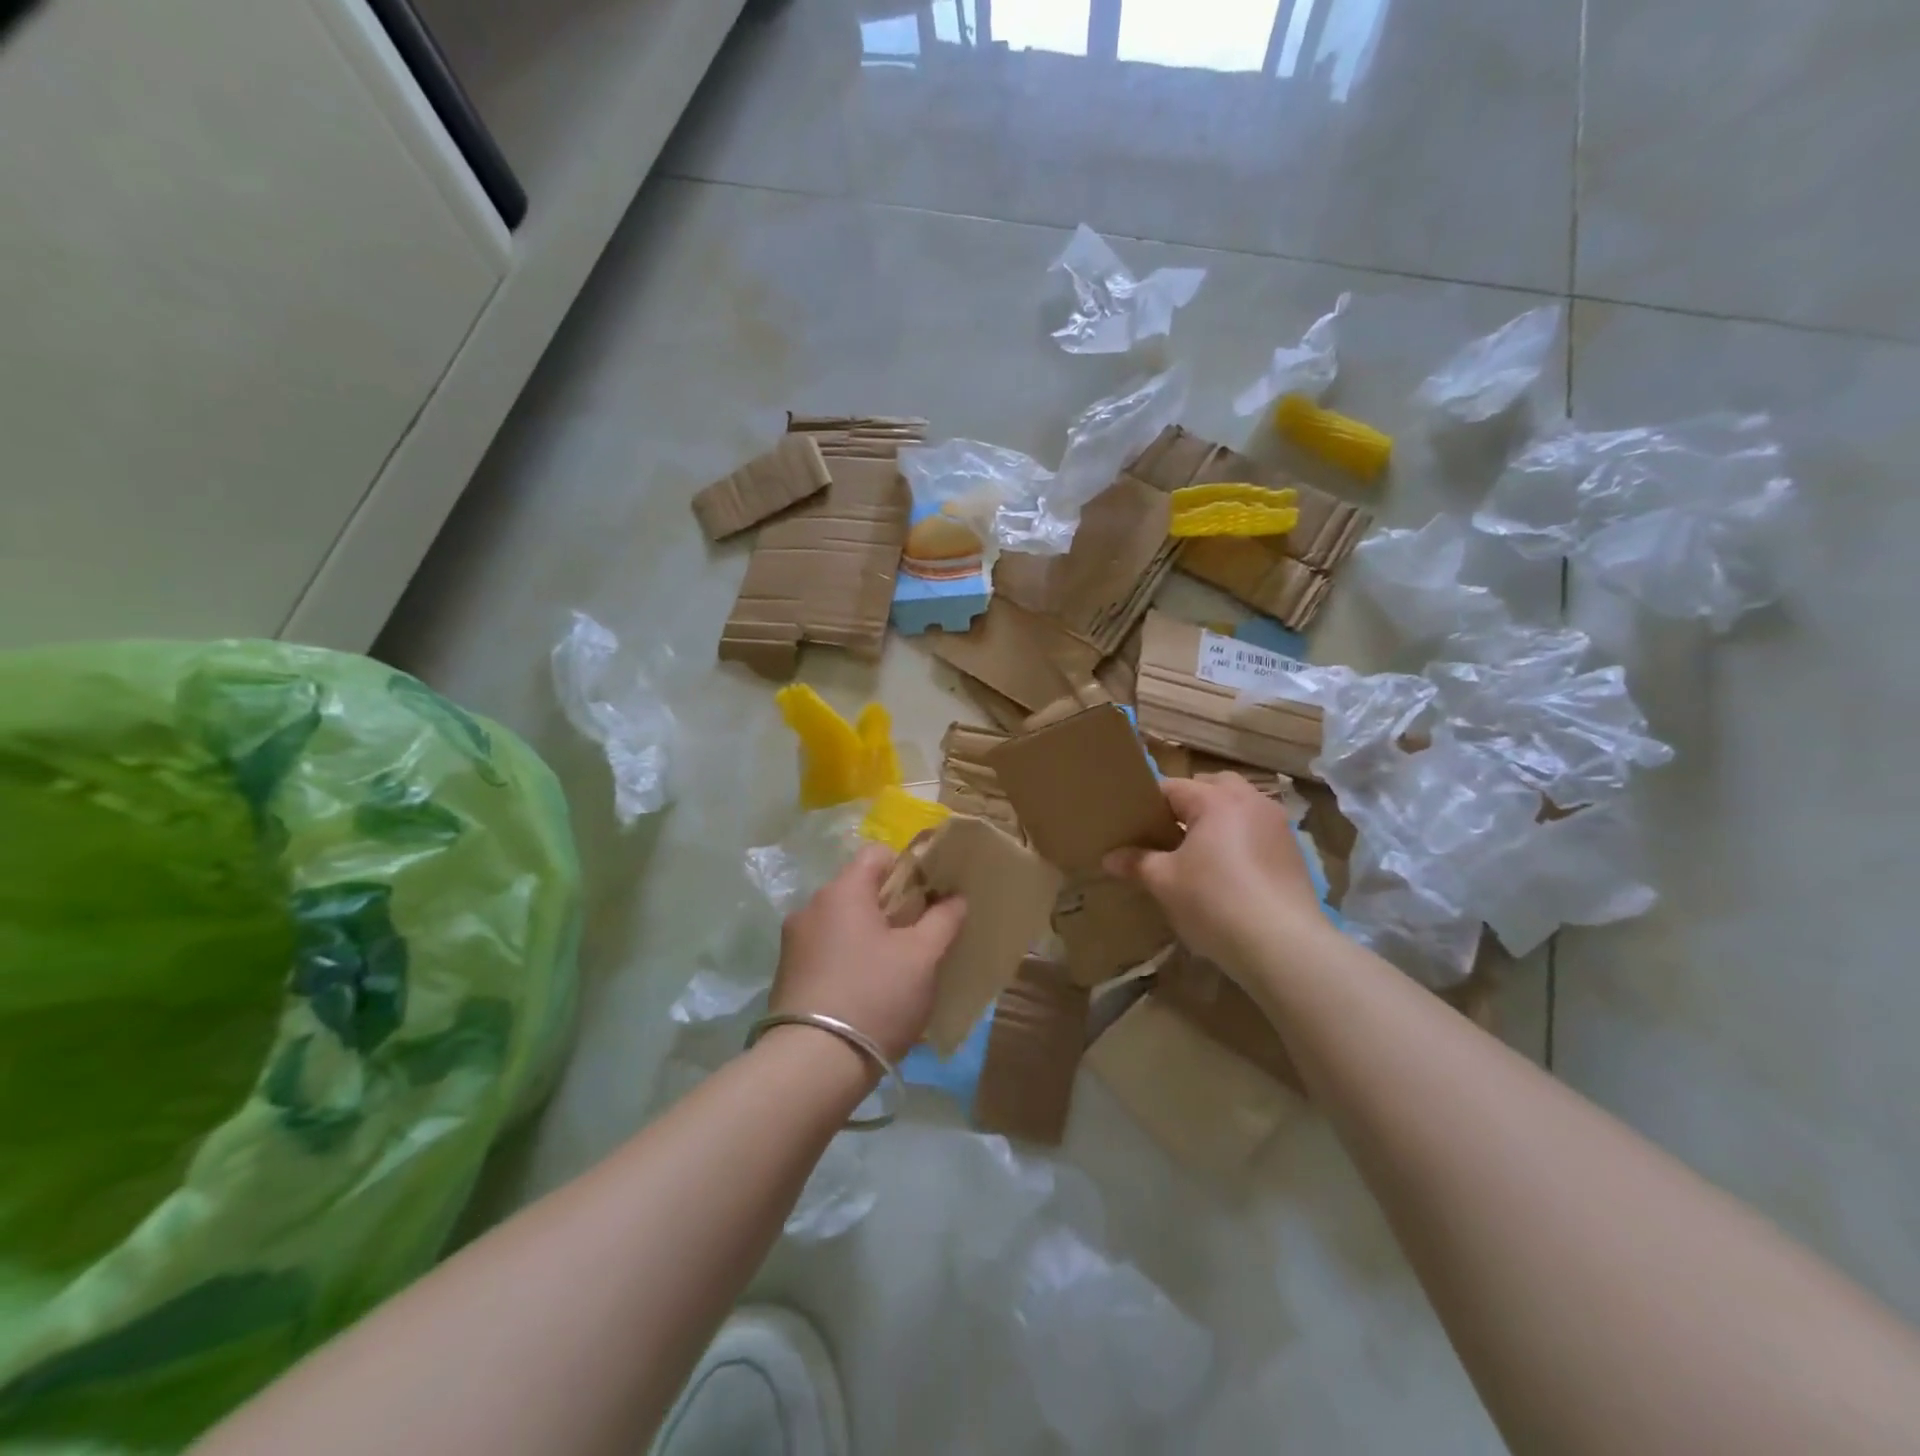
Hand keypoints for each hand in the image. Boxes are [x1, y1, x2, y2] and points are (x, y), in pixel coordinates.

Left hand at [770, 844, 966, 1062]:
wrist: (813, 1064)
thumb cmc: (875, 996)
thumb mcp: (922, 957)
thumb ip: (943, 920)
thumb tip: (955, 897)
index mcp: (842, 891)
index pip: (877, 854)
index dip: (908, 868)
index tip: (929, 897)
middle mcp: (811, 907)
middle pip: (859, 889)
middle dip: (891, 906)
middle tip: (919, 936)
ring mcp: (794, 943)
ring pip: (842, 922)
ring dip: (869, 935)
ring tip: (894, 969)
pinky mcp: (786, 975)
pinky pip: (826, 951)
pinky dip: (848, 959)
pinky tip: (865, 991)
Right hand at [1104, 773, 1329, 976]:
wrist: (1283, 945)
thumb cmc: (1214, 902)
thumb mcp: (1165, 883)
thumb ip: (1137, 863)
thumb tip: (1109, 858)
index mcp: (1215, 800)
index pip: (1172, 787)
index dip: (1149, 804)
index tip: (1134, 824)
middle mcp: (1250, 801)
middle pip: (1213, 786)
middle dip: (1190, 802)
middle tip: (1169, 832)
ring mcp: (1277, 826)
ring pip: (1241, 807)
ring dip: (1219, 819)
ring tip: (1200, 852)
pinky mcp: (1293, 852)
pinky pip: (1258, 832)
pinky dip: (1241, 840)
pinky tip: (1230, 873)